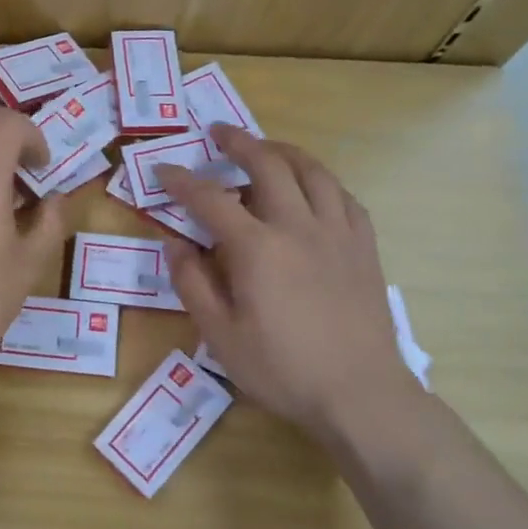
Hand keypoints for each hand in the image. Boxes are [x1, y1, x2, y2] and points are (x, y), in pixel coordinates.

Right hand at [156, 124, 423, 446]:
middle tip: (218, 134)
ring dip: (284, 151)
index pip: (210, 200)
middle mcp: (298, 227)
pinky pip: (344, 197)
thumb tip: (174, 243)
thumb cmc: (282, 369)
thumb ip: (192, 284)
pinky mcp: (364, 247)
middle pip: (268, 165)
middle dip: (239, 143)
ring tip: (266, 147)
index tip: (163, 171)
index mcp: (257, 248)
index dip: (182, 182)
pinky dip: (322, 182)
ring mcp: (337, 233)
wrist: (361, 394)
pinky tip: (313, 188)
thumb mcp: (220, 335)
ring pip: (312, 171)